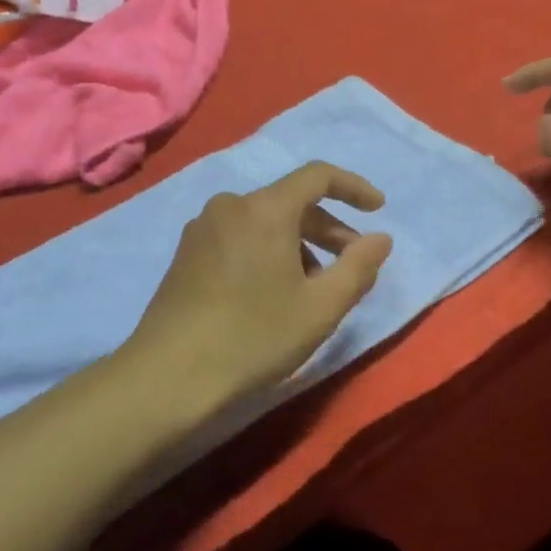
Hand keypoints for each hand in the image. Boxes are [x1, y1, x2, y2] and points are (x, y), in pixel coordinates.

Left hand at [121, 163, 394, 417]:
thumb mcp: (320, 308)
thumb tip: (380, 238)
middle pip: (290, 201)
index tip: (378, 209)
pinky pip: (239, 236)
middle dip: (328, 228)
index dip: (353, 187)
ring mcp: (203, 227)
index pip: (318, 176)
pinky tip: (272, 291)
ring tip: (312, 286)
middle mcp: (231, 205)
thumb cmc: (254, 336)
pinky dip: (266, 250)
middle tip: (352, 263)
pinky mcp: (186, 252)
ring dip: (298, 243)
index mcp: (265, 209)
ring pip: (264, 221)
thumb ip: (358, 267)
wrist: (169, 374)